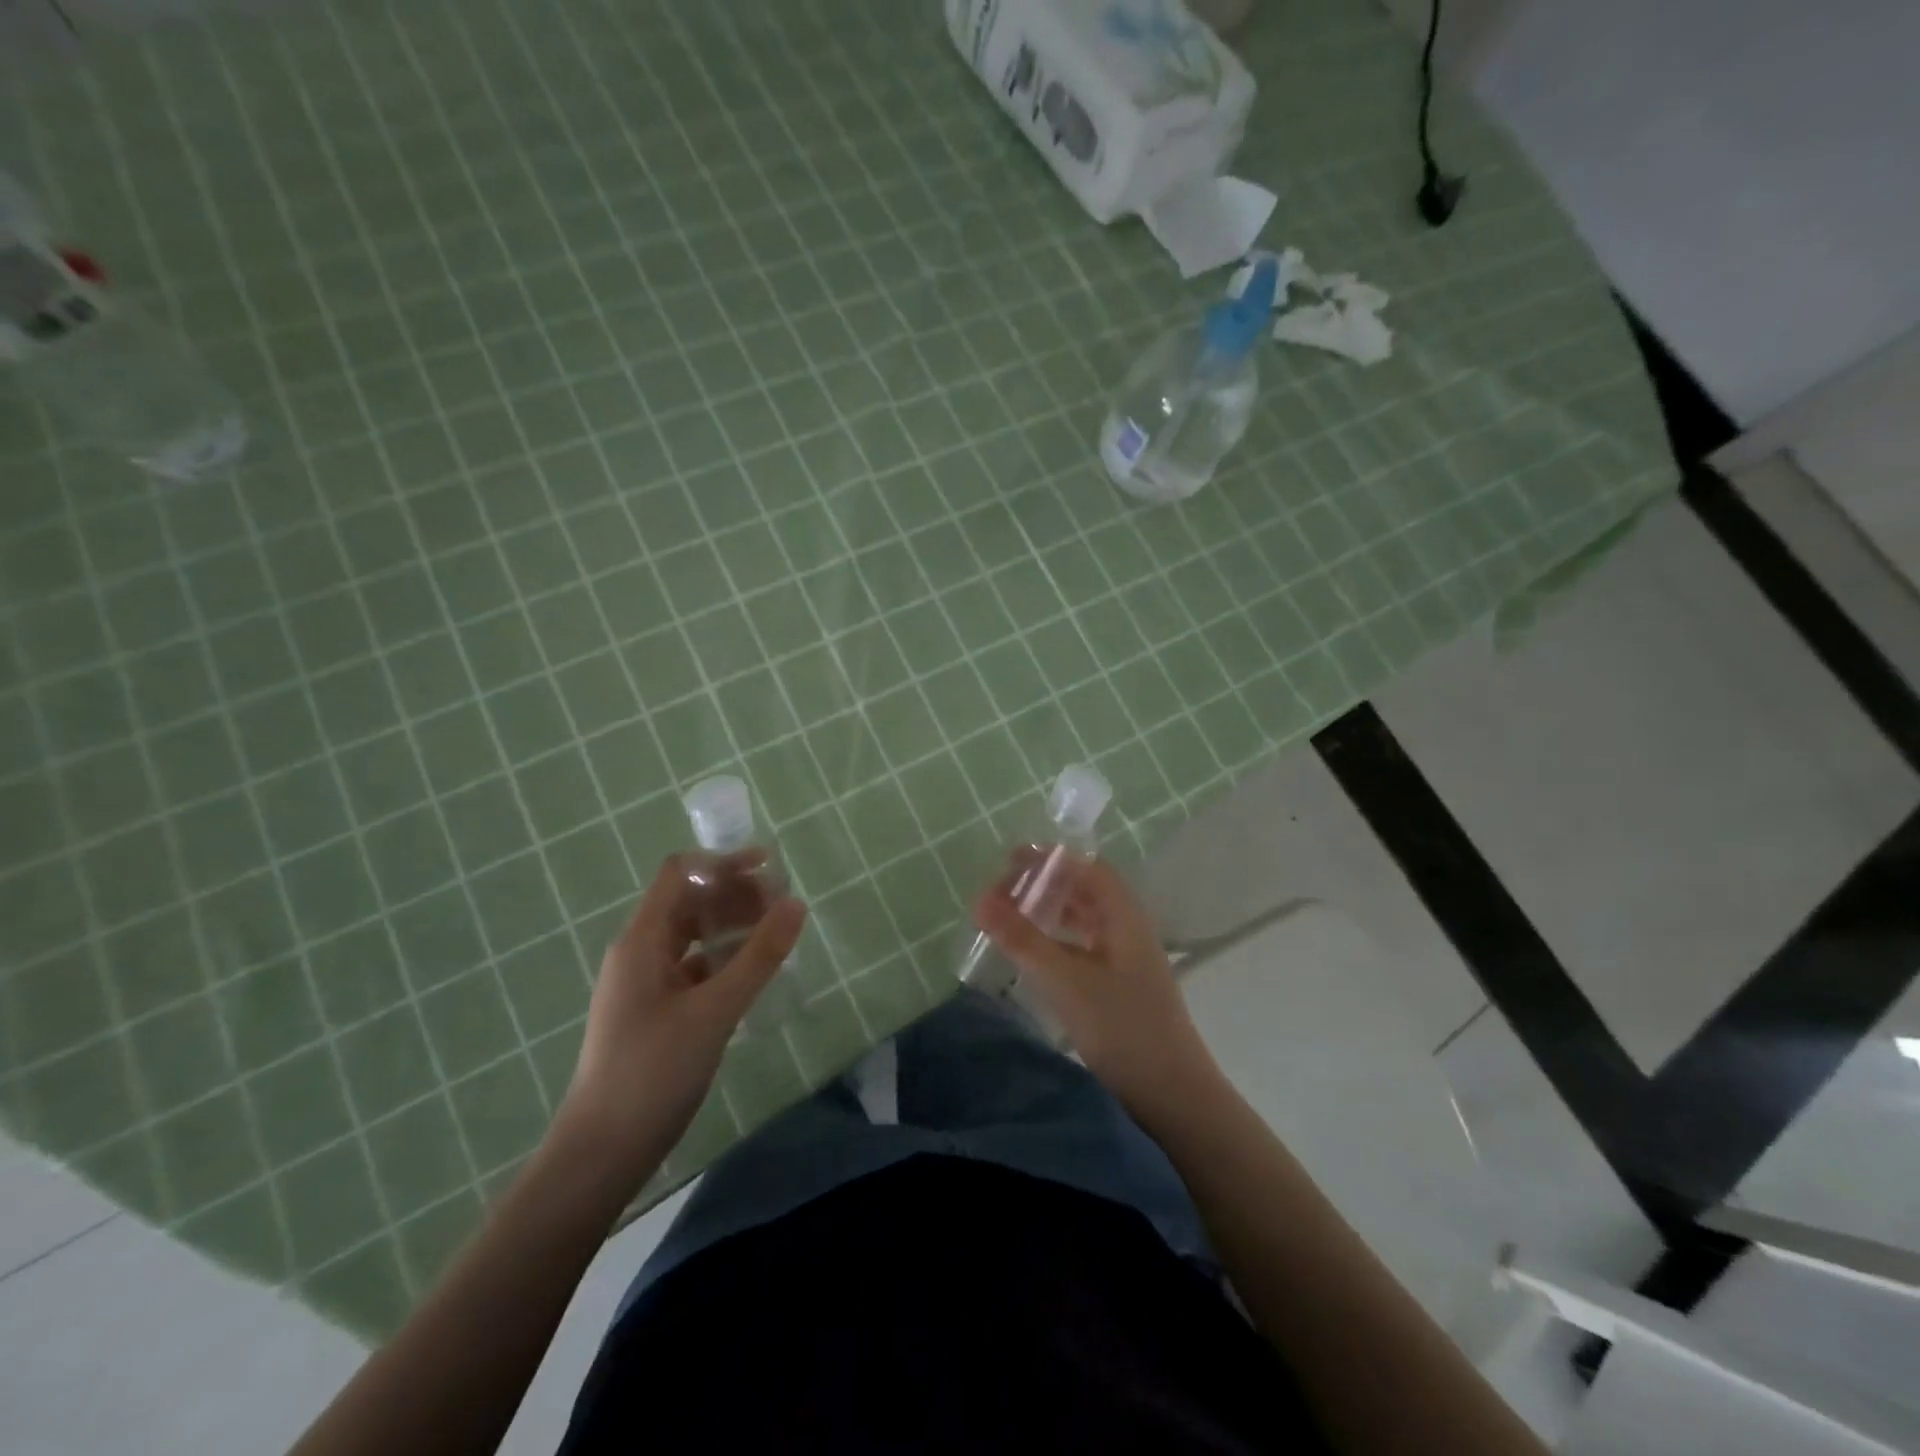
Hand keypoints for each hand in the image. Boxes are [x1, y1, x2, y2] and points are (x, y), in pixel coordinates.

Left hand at [556, 852, 805, 1189]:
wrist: (602, 1152)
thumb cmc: (653, 1071)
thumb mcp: (714, 1010)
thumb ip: (759, 956)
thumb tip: (796, 903)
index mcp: (642, 940)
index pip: (681, 874)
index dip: (724, 863)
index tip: (770, 868)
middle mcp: (640, 952)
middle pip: (690, 902)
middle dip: (736, 894)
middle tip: (784, 904)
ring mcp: (646, 983)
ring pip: (694, 936)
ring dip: (733, 926)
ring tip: (777, 933)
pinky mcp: (656, 1011)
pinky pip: (695, 967)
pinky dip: (726, 959)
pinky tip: (755, 973)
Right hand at [974, 851, 1217, 1112]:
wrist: (1172, 1095)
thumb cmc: (1122, 1026)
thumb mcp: (1065, 979)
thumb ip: (1021, 938)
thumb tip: (978, 899)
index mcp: (1123, 914)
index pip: (1086, 866)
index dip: (1049, 858)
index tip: (1008, 860)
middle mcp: (1127, 927)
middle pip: (1084, 889)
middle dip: (1043, 884)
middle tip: (1001, 892)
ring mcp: (1126, 957)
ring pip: (1083, 919)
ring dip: (1049, 912)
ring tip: (1009, 918)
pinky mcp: (1120, 984)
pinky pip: (1083, 946)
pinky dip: (1056, 940)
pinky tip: (1033, 955)